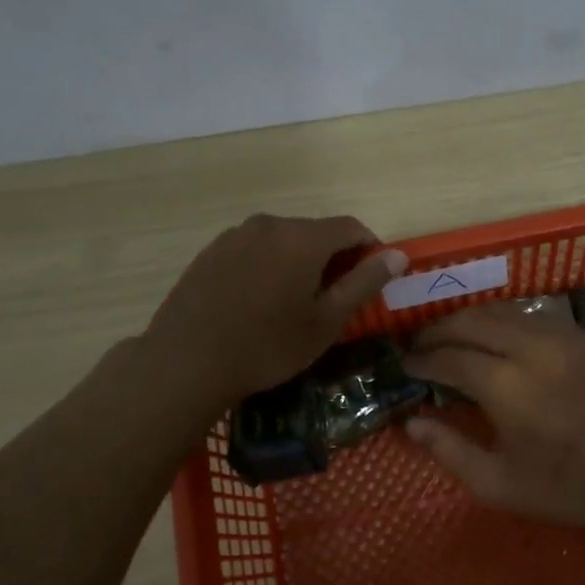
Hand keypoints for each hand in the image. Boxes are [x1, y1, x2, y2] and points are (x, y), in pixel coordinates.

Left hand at [146, 214, 406, 408]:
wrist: (187, 360)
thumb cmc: (268, 345)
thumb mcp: (326, 321)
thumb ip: (364, 282)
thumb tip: (397, 255)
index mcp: (303, 237)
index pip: (351, 227)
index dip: (370, 250)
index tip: (372, 281)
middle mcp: (270, 224)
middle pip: (316, 232)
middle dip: (334, 258)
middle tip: (334, 299)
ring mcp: (235, 235)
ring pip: (283, 240)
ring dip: (300, 262)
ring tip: (295, 303)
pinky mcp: (211, 251)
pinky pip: (254, 250)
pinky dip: (269, 266)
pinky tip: (260, 302)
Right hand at [402, 304, 584, 533]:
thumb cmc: (571, 487)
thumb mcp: (501, 485)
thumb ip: (451, 451)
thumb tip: (412, 423)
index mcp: (505, 385)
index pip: (448, 357)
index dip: (422, 359)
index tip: (406, 366)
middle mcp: (529, 348)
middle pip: (471, 320)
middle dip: (439, 329)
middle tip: (422, 345)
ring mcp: (561, 336)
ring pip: (503, 310)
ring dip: (471, 318)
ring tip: (454, 336)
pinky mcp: (584, 337)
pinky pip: (533, 315)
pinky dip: (505, 320)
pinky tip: (500, 337)